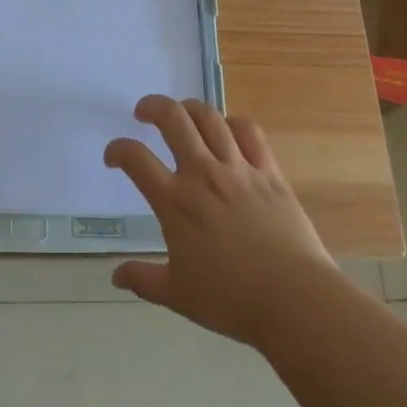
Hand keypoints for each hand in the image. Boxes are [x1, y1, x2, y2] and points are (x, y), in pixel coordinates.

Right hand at [105, 95, 339, 347]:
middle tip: (143, 112)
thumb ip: (143, 279)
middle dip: (153, 107)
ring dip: (190, 107)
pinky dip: (233, 123)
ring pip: (210, 118)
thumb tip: (116, 275)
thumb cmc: (230, 299)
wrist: (293, 298)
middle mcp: (203, 174)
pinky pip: (249, 133)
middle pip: (173, 119)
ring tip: (182, 112)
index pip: (136, 159)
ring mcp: (238, 169)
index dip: (117, 149)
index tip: (113, 156)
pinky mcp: (269, 172)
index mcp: (175, 202)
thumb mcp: (177, 294)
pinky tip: (227, 128)